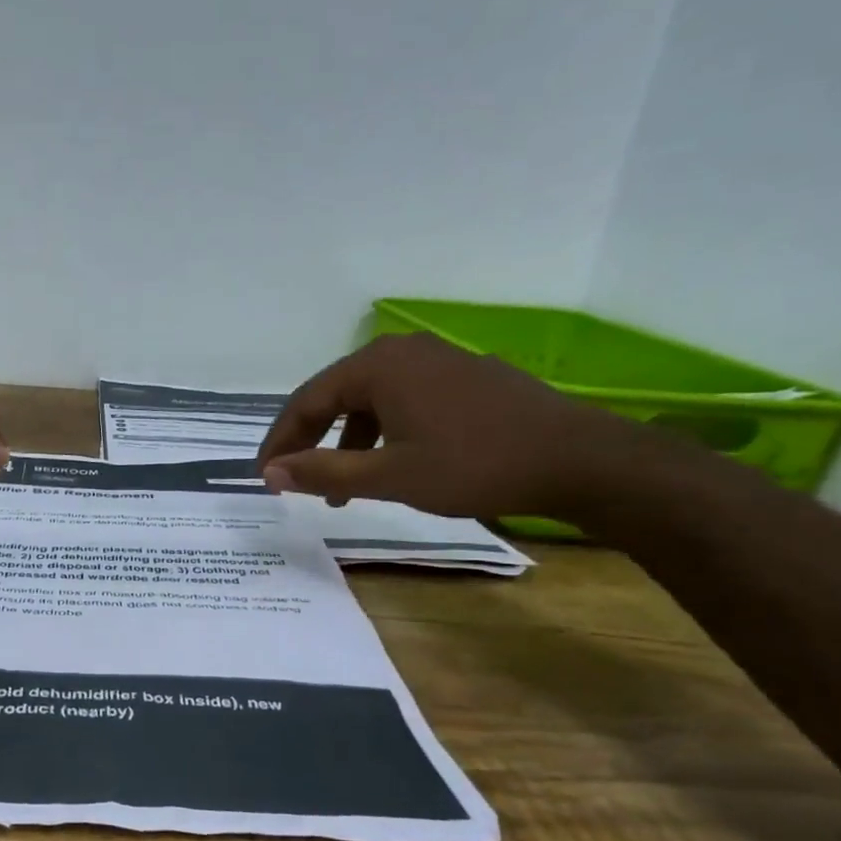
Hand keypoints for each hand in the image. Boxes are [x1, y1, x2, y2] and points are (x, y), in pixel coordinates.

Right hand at [256, 334, 639, 518]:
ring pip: (368, 401)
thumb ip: (323, 472)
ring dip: (346, 443)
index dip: (280, 441)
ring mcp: (434, 360)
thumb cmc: (474, 465)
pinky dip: (381, 433)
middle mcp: (400, 351)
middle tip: (292, 479)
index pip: (306, 401)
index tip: (263, 477)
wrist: (577, 458)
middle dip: (310, 441)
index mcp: (376, 366)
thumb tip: (269, 473)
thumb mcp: (389, 475)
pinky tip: (387, 465)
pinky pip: (400, 401)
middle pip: (334, 396)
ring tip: (340, 489)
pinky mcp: (460, 376)